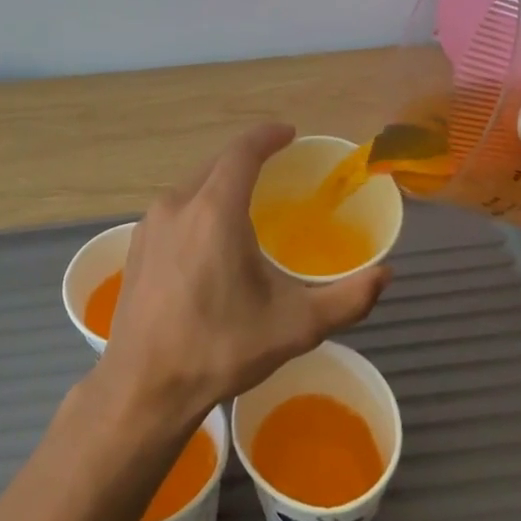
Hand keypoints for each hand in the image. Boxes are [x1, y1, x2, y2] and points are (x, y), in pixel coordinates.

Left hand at [98, 123, 389, 421]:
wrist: (143, 386)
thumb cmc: (220, 348)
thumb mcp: (295, 326)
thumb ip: (348, 298)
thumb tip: (385, 275)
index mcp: (215, 210)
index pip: (243, 151)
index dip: (267, 136)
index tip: (289, 134)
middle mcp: (177, 204)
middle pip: (216, 163)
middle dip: (247, 158)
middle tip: (277, 169)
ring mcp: (150, 224)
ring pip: (193, 185)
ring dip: (221, 183)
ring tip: (247, 203)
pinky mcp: (136, 245)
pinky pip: (175, 208)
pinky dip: (198, 206)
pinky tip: (210, 238)